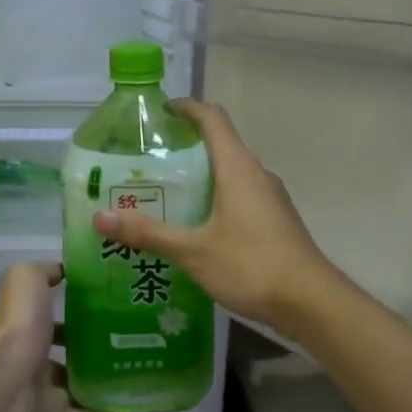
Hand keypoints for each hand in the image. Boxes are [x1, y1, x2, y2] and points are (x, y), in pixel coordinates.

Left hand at [0, 262, 120, 411]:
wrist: (2, 383)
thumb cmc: (17, 327)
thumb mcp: (27, 279)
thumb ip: (44, 272)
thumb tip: (64, 270)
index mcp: (27, 324)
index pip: (53, 316)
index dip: (78, 310)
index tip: (113, 305)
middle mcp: (33, 357)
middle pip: (68, 353)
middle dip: (96, 348)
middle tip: (134, 342)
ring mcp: (42, 390)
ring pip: (78, 386)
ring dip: (103, 383)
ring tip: (138, 375)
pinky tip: (129, 410)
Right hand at [93, 99, 340, 341]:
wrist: (311, 302)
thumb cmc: (252, 265)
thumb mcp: (193, 251)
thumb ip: (148, 233)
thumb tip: (100, 218)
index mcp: (239, 168)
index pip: (213, 119)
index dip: (187, 108)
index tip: (160, 111)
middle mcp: (257, 175)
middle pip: (220, 146)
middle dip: (184, 147)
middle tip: (147, 162)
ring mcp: (270, 199)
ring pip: (230, 174)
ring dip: (200, 177)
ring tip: (164, 195)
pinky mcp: (275, 221)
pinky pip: (240, 197)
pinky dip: (215, 199)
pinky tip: (195, 227)